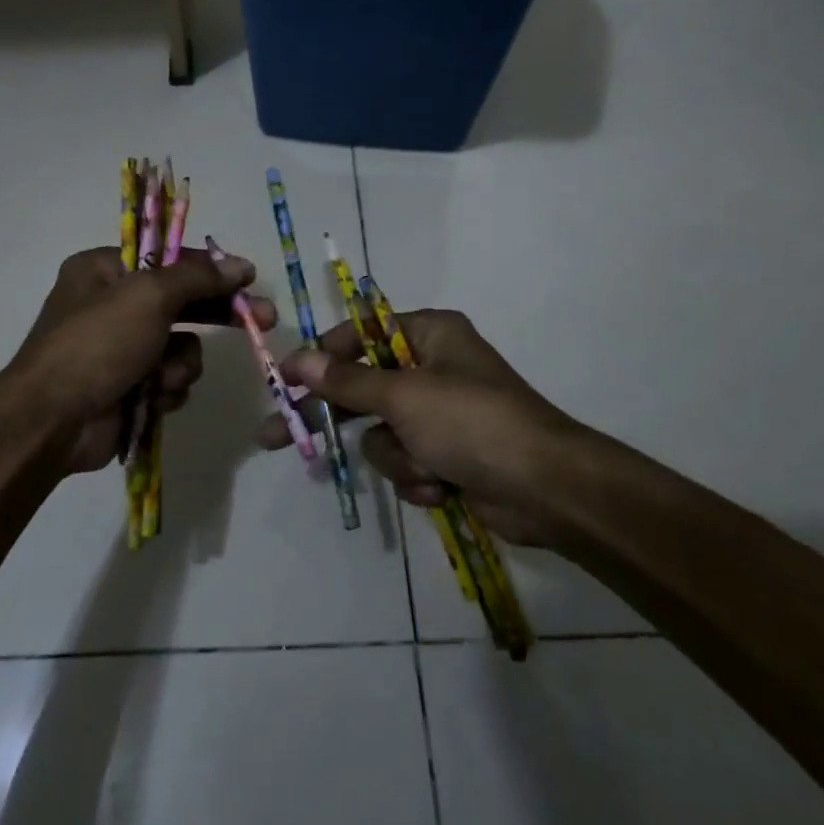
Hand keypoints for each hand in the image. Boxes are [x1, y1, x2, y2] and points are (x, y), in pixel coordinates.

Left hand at [9, 246, 276, 474]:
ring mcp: (122, 348)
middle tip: (263, 321)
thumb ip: (197, 277)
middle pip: (183, 302)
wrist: (53, 422)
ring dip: (180, 363)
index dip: (212, 269)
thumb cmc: (97, 343)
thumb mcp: (148, 296)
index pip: (170, 259)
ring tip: (160, 377)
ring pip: (182, 347)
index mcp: (105, 270)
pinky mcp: (130, 386)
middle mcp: (112, 304)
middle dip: (217, 315)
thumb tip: (239, 265)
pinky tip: (152, 397)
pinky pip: (170, 378)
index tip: (249, 278)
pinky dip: (167, 388)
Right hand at [261, 310, 608, 548]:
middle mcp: (431, 367)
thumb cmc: (473, 423)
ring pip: (382, 434)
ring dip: (398, 458)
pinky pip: (406, 462)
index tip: (285, 378)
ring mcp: (440, 414)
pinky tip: (444, 487)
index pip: (358, 336)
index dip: (320, 357)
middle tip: (276, 436)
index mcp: (428, 334)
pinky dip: (419, 477)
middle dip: (333, 418)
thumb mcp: (404, 396)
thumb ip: (346, 381)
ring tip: (427, 469)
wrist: (547, 490)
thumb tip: (298, 359)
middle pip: (361, 388)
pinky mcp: (447, 454)